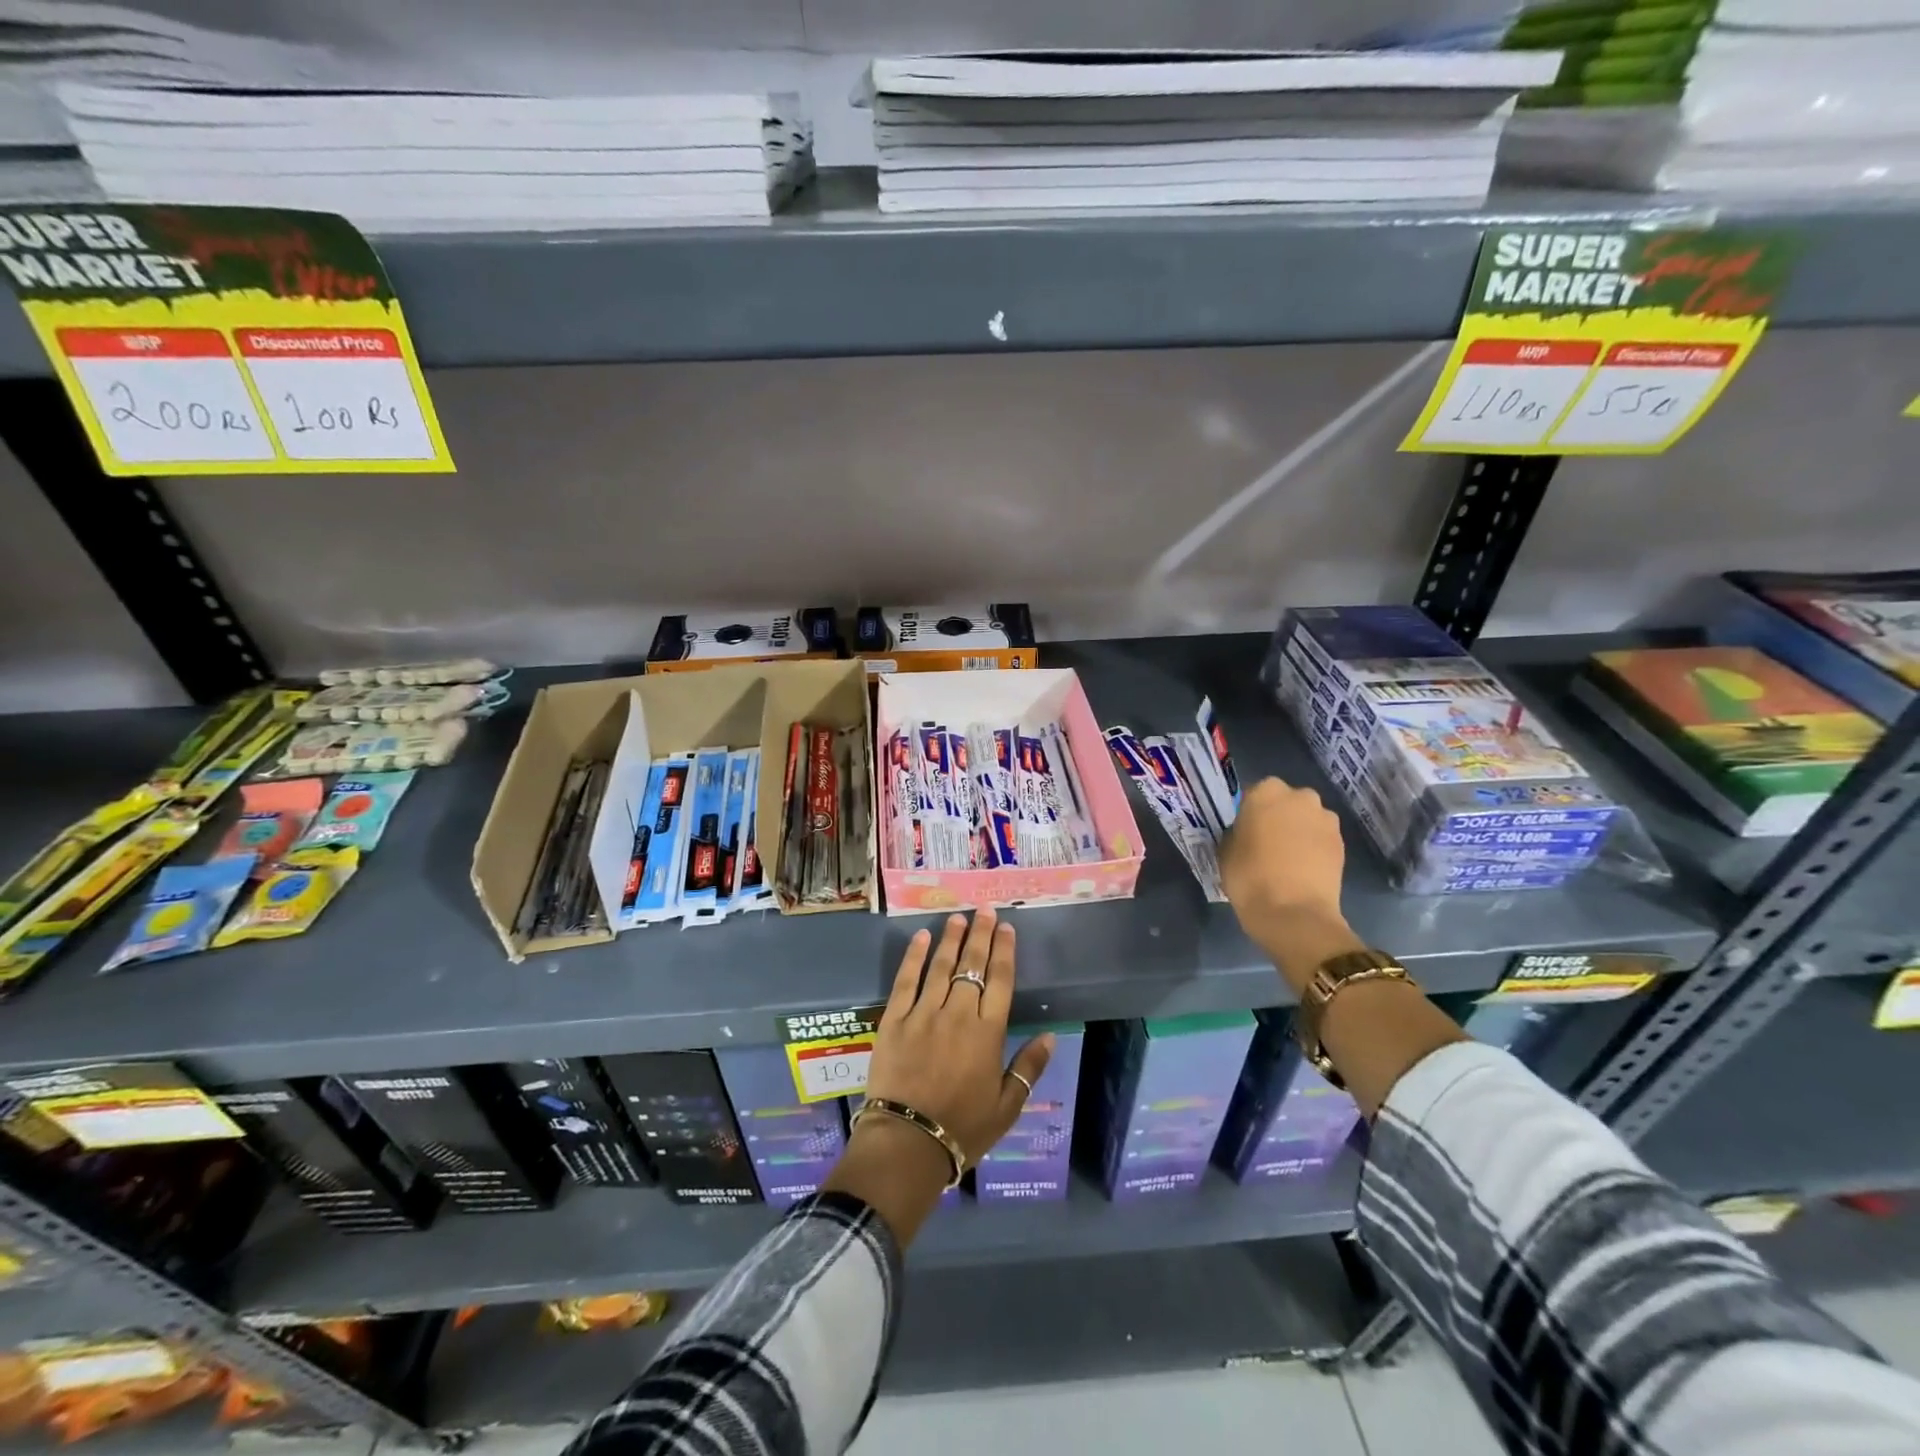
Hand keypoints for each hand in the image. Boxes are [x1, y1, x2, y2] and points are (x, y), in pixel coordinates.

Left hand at [865, 908, 1052, 1165]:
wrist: (907, 1143)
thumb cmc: (963, 1128)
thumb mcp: (1007, 1106)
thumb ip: (1029, 1068)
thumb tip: (1050, 1035)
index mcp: (987, 1033)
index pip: (1000, 981)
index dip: (1004, 951)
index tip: (1007, 927)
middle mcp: (958, 1014)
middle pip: (972, 966)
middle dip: (981, 935)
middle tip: (984, 910)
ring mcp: (923, 1014)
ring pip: (941, 967)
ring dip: (951, 939)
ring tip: (958, 918)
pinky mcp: (894, 1020)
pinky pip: (905, 981)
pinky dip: (914, 957)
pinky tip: (921, 938)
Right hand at [1219, 777, 1362, 990]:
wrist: (1294, 913)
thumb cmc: (1249, 877)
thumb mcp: (1226, 850)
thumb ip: (1237, 832)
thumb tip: (1247, 832)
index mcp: (1265, 792)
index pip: (1254, 793)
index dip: (1250, 812)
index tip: (1245, 830)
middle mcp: (1300, 796)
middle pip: (1286, 801)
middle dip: (1279, 816)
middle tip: (1266, 842)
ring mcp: (1325, 819)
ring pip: (1307, 818)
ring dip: (1299, 831)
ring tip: (1287, 858)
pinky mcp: (1342, 843)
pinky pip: (1321, 838)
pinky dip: (1313, 848)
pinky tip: (1302, 869)